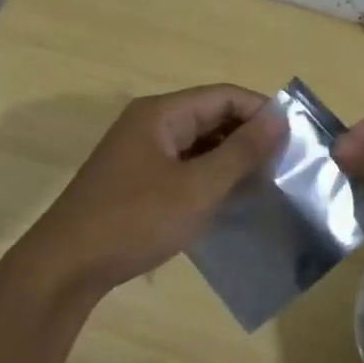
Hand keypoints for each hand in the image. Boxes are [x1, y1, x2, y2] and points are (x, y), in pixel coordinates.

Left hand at [18, 85, 282, 297]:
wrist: (66, 267)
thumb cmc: (135, 220)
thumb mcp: (197, 187)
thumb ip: (240, 152)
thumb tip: (279, 117)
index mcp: (160, 114)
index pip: (223, 96)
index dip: (262, 112)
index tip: (297, 139)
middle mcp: (148, 124)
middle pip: (210, 117)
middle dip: (248, 138)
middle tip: (287, 166)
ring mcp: (138, 154)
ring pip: (197, 145)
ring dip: (230, 160)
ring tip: (267, 185)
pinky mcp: (135, 181)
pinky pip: (182, 168)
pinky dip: (208, 178)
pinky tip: (230, 201)